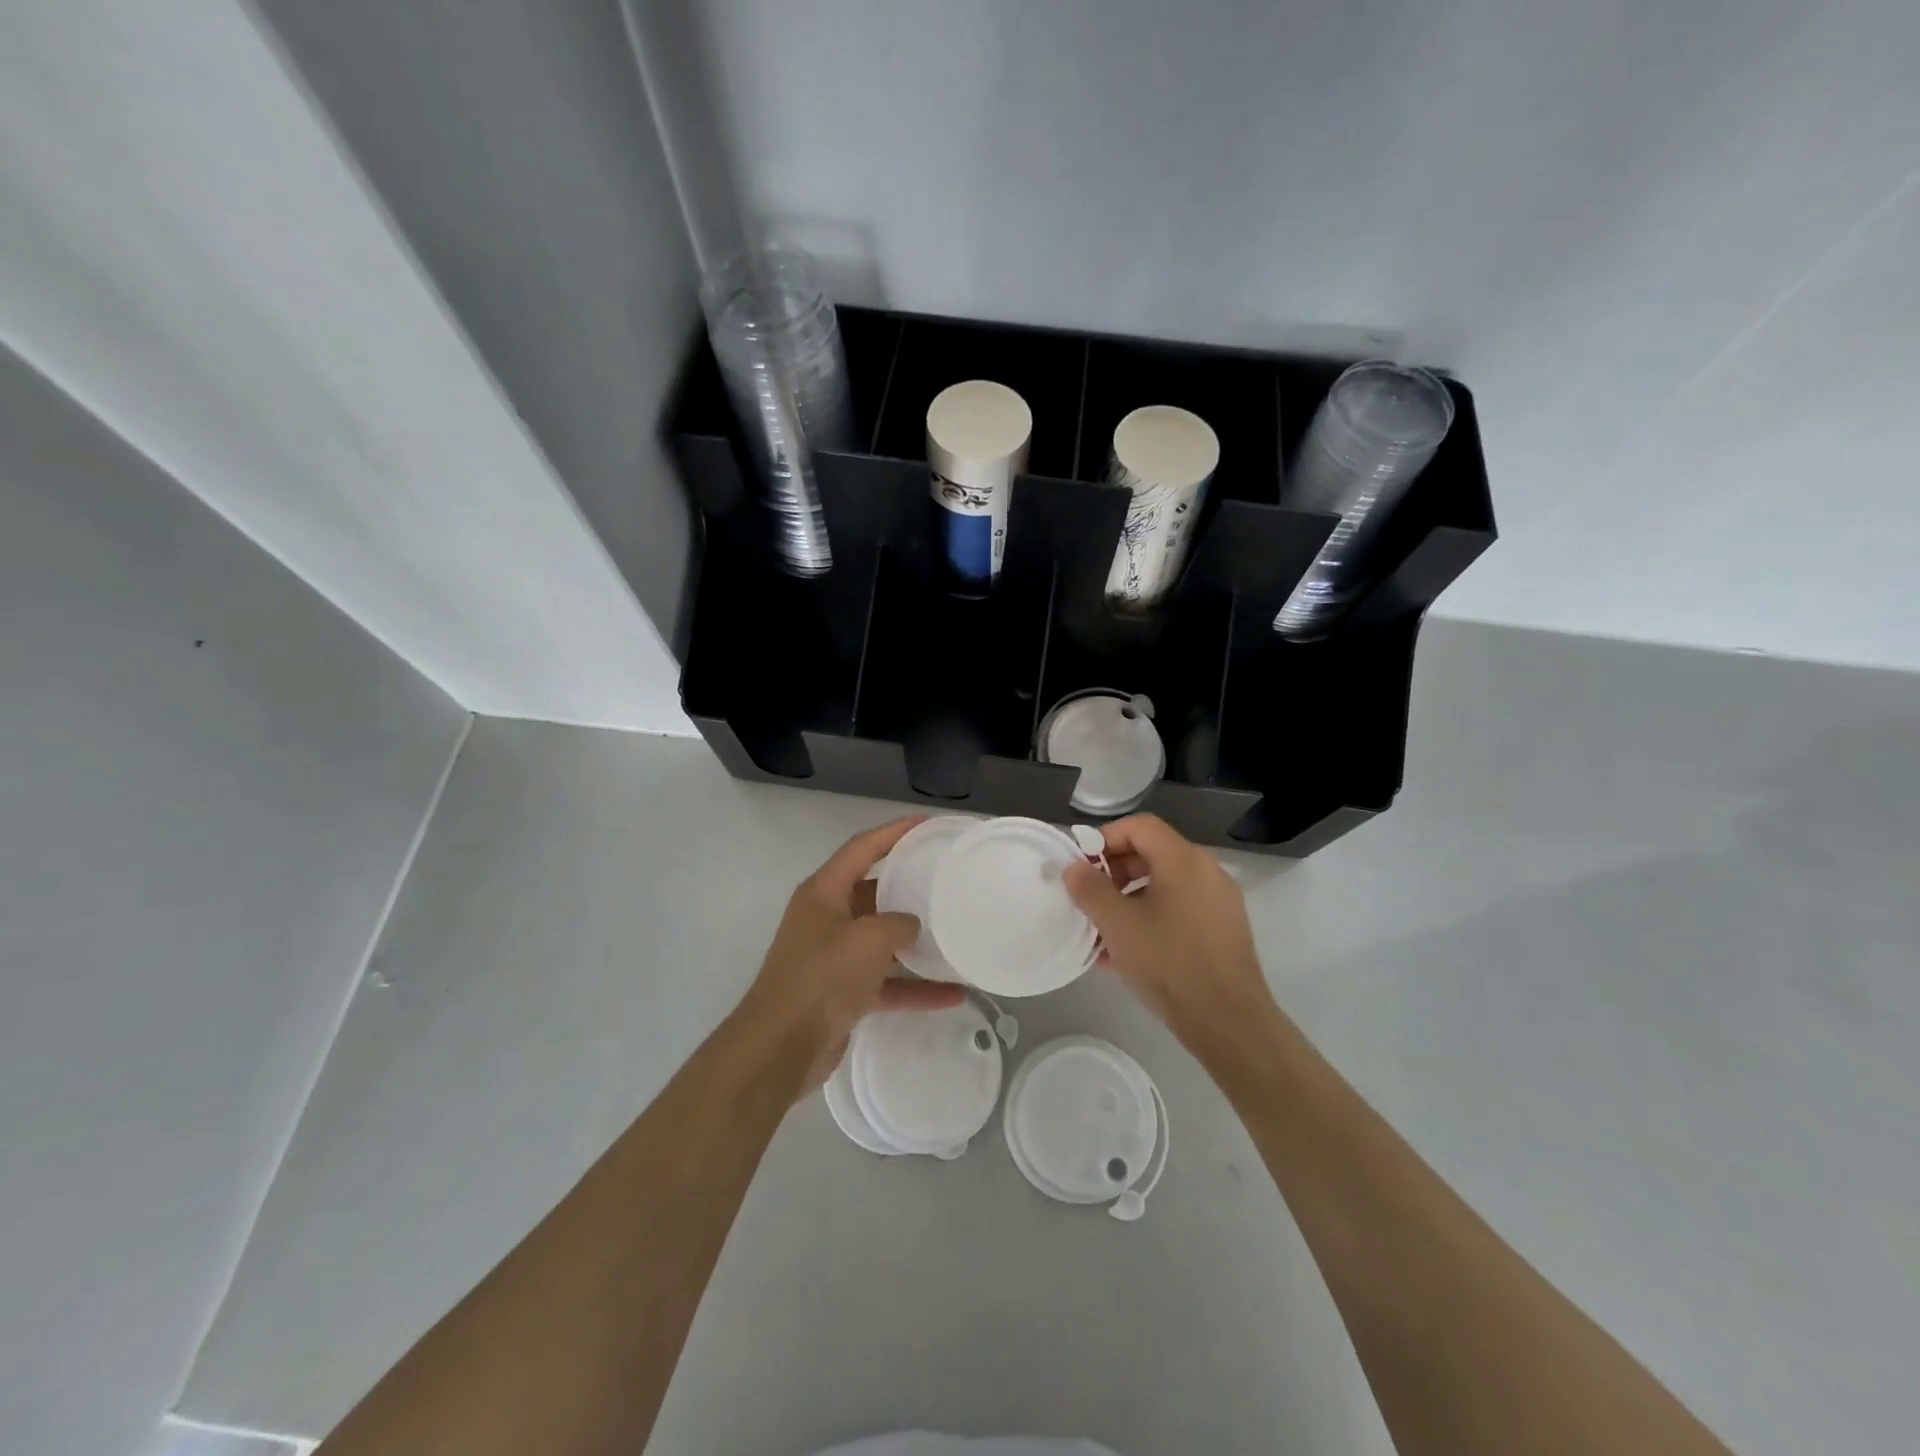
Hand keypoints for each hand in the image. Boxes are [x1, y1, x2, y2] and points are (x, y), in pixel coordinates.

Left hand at [738, 816, 966, 1089]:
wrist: (781, 1046)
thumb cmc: (822, 977)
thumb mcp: (868, 939)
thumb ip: (897, 923)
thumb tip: (911, 926)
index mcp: (824, 892)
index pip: (862, 848)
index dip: (894, 832)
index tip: (927, 824)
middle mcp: (826, 918)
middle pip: (873, 892)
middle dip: (908, 887)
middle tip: (945, 879)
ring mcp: (833, 957)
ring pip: (881, 940)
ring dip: (915, 942)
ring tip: (954, 934)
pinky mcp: (842, 992)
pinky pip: (885, 982)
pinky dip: (913, 987)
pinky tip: (951, 995)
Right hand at [1064, 814, 1276, 1045]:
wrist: (1228, 1021)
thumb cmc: (1169, 963)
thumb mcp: (1118, 925)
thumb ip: (1090, 890)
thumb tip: (1074, 868)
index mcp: (1183, 860)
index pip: (1140, 826)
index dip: (1105, 838)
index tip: (1082, 866)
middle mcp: (1206, 871)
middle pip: (1153, 852)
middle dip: (1115, 871)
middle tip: (1089, 898)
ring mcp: (1219, 901)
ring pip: (1164, 884)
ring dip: (1129, 898)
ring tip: (1102, 931)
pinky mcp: (1223, 929)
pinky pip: (1179, 909)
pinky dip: (1151, 917)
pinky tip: (1126, 953)